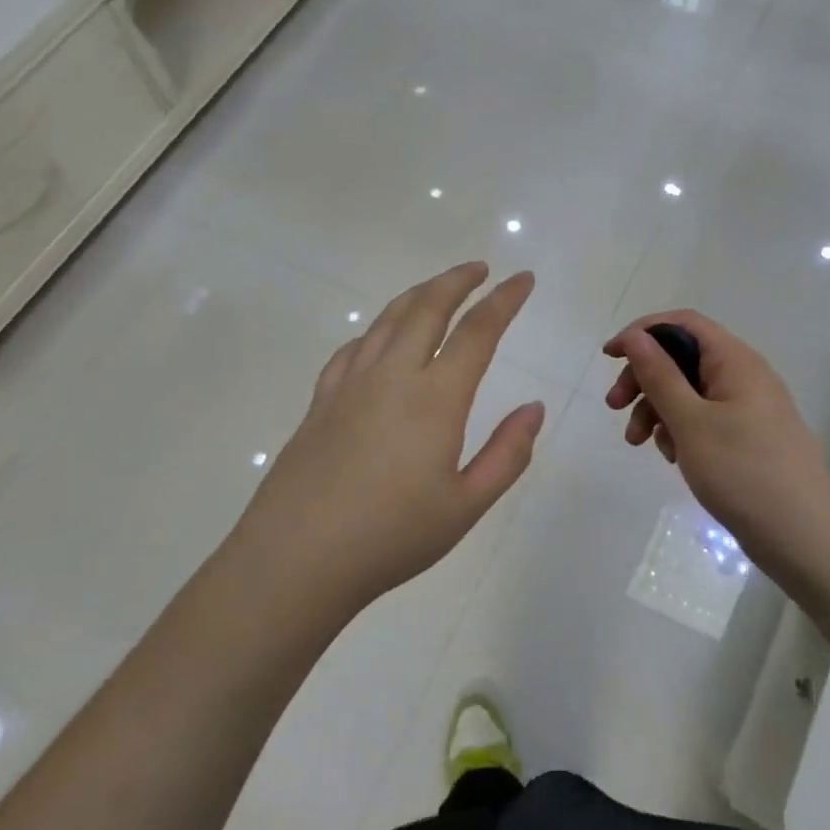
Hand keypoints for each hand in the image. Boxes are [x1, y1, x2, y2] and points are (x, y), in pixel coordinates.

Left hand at [233, 263, 544, 614]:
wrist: (296, 560)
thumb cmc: (392, 537)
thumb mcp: (467, 505)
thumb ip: (508, 453)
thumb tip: (534, 408)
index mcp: (435, 398)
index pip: (477, 332)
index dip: (504, 300)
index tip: (523, 279)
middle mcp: (392, 376)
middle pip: (427, 308)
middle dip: (457, 281)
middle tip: (480, 269)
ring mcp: (349, 386)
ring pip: (386, 320)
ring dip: (418, 296)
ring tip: (438, 290)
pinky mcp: (320, 403)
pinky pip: (352, 349)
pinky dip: (376, 331)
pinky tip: (379, 341)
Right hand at [603, 311, 829, 555]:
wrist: (803, 534)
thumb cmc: (742, 471)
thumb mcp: (690, 421)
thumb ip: (660, 375)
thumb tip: (637, 337)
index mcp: (735, 360)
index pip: (683, 323)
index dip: (643, 332)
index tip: (609, 358)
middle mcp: (744, 375)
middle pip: (683, 358)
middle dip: (644, 379)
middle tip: (614, 408)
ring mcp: (749, 408)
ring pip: (690, 392)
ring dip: (658, 410)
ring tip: (639, 444)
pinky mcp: (748, 437)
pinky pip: (705, 419)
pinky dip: (681, 430)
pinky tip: (672, 458)